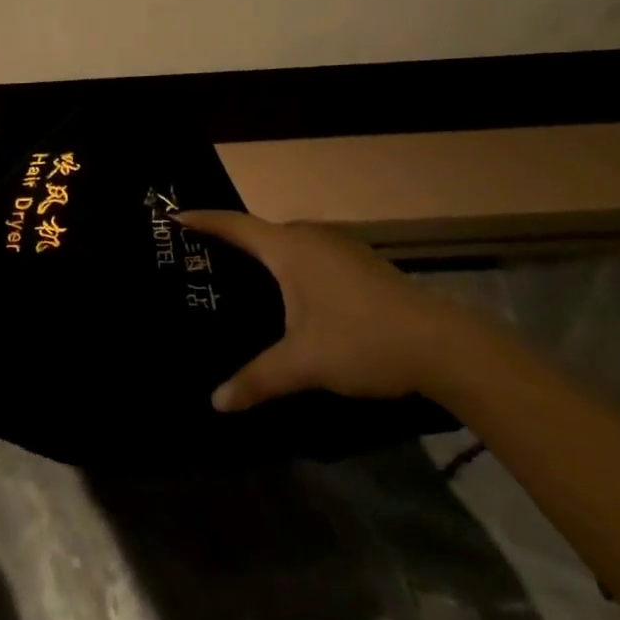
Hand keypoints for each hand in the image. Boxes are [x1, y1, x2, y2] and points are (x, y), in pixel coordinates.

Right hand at [175, 212, 483, 411]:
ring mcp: (340, 248)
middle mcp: (311, 238)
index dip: (204, 220)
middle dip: (230, 241)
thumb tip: (217, 403)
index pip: (235, 224)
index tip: (175, 217)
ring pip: (289, 244)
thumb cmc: (362, 342)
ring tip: (239, 278)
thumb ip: (258, 379)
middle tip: (202, 260)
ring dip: (263, 255)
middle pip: (260, 232)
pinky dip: (289, 266)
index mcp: (290, 249)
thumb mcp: (304, 364)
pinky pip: (309, 255)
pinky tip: (290, 296)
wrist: (444, 346)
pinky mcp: (360, 264)